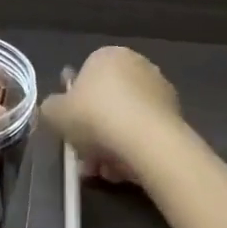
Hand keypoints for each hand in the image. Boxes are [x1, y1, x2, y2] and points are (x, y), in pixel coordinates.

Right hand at [42, 48, 182, 185]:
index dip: (74, 106)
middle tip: (84, 158)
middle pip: (106, 103)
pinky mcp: (175, 115)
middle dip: (93, 133)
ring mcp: (159, 89)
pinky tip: (122, 170)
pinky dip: (132, 150)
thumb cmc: (94, 117)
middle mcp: (137, 65)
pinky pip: (144, 133)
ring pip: (124, 122)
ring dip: (110, 147)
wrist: (145, 140)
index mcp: (107, 56)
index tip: (70, 129)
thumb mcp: (54, 112)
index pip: (85, 77)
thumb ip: (51, 107)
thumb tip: (56, 108)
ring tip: (102, 171)